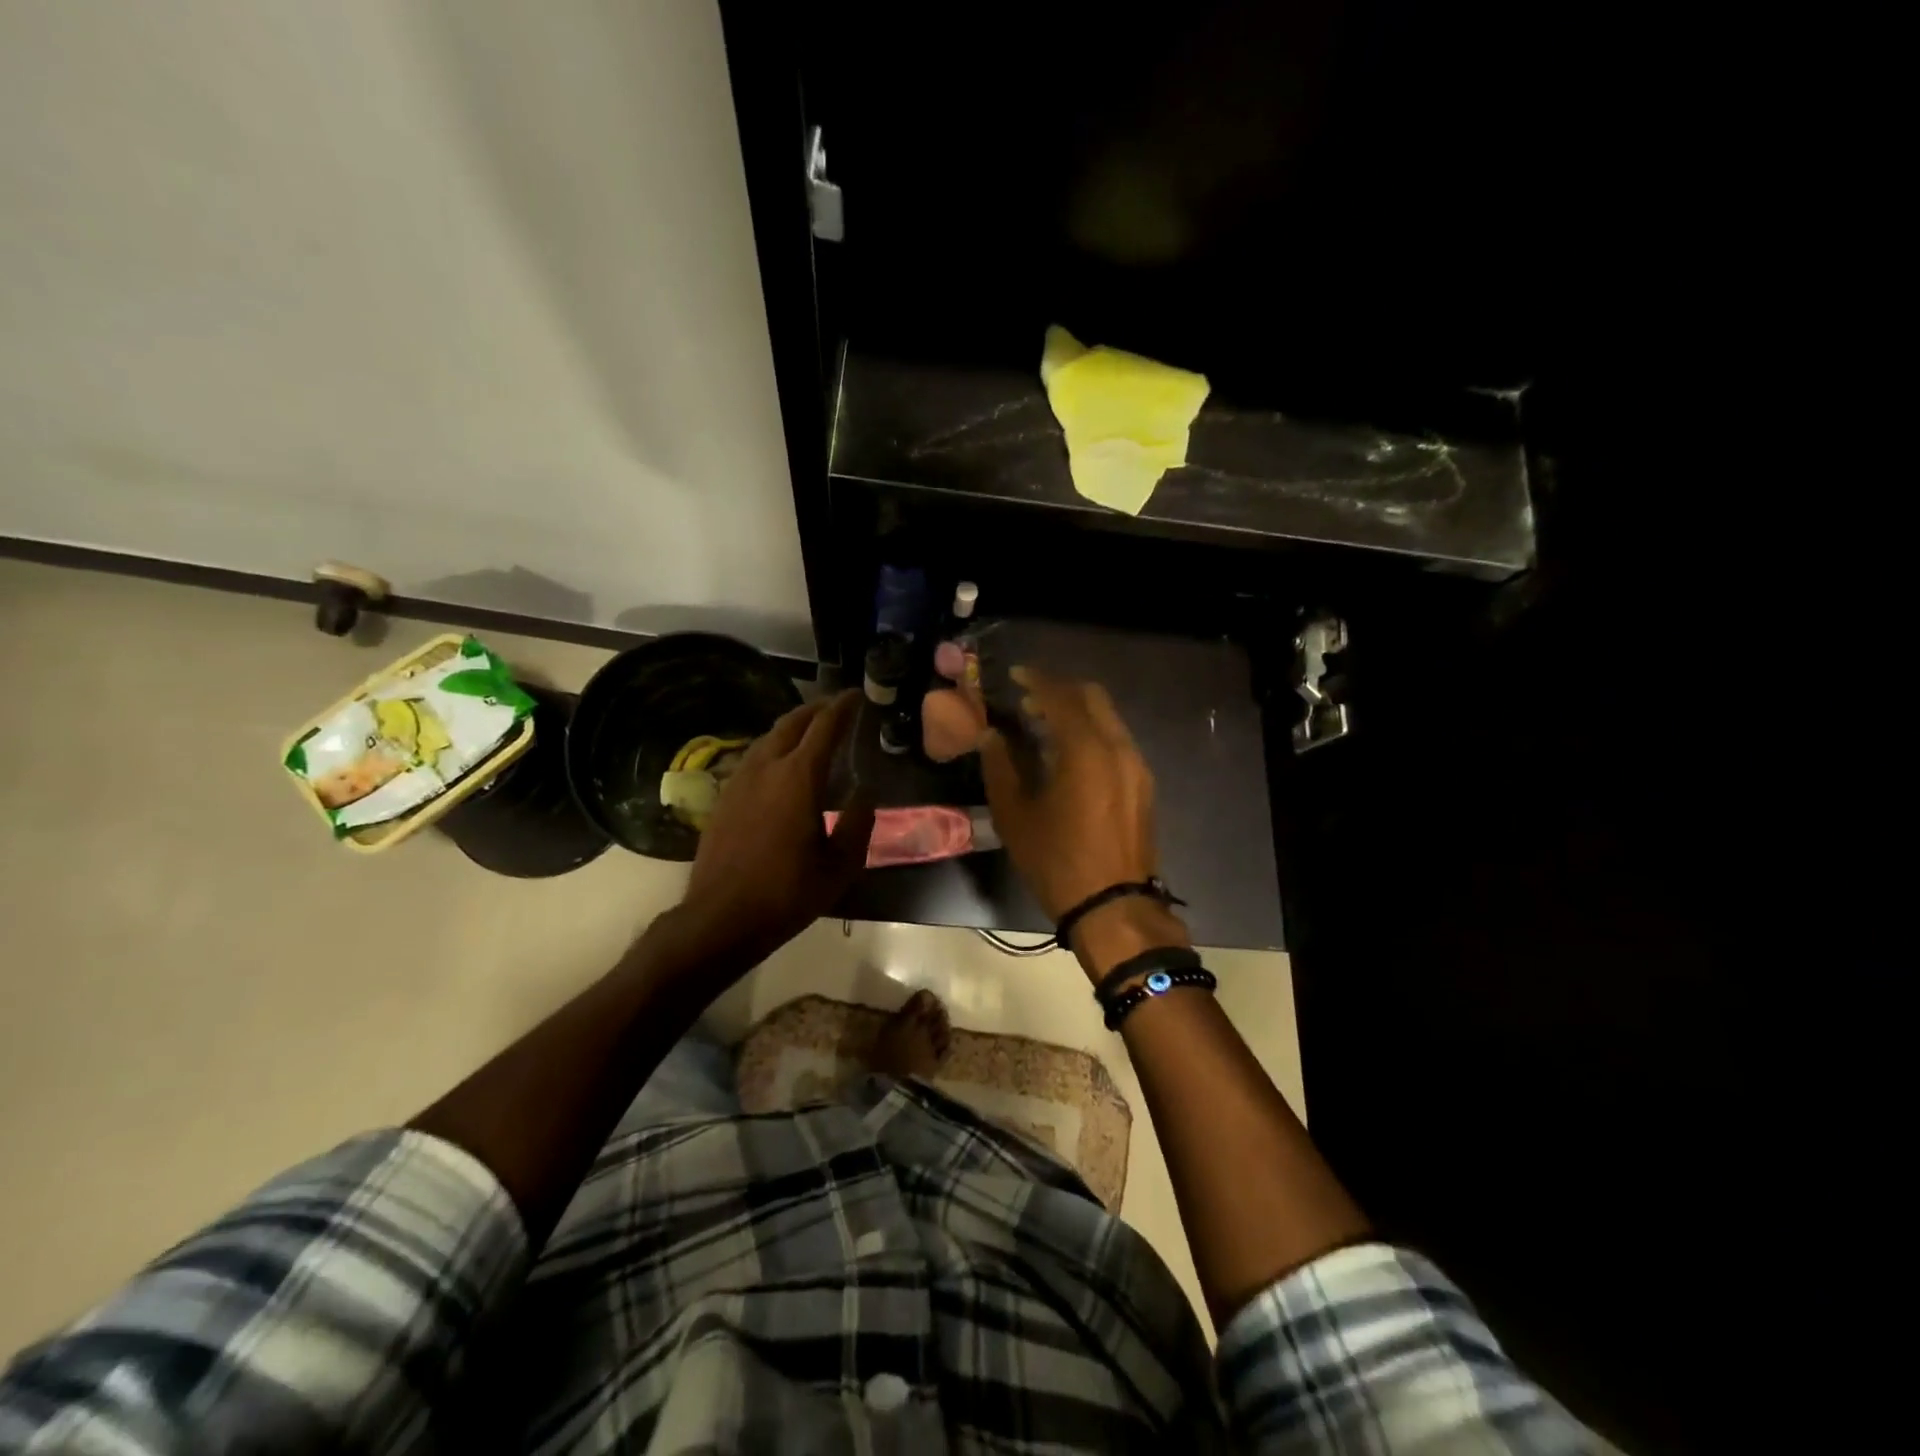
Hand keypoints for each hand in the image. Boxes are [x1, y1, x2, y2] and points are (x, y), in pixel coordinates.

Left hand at [678, 691, 873, 964]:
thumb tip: (865, 794)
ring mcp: (740, 779)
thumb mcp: (839, 866)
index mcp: (799, 778)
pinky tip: (782, 763)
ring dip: (793, 726)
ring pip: (769, 736)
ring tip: (813, 730)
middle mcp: (767, 767)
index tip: (857, 696)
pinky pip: (754, 756)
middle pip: (792, 721)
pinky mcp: (724, 796)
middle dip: (817, 708)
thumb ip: (858, 824)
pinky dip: (775, 746)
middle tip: (837, 707)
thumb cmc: (787, 893)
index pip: (825, 727)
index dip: (843, 707)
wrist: (721, 917)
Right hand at [978, 669, 1189, 978]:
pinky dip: (1092, 733)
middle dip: (1060, 690)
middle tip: (1028, 700)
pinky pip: (1117, 740)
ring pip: (1108, 718)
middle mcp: (1118, 748)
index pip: (1060, 697)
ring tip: (1044, 726)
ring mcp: (1136, 766)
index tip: (1014, 676)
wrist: (1113, 907)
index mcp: (1086, 750)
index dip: (1035, 681)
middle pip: (1092, 697)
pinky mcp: (1143, 785)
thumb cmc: (1057, 862)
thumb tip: (991, 736)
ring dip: (1077, 712)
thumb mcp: (1016, 816)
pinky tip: (1070, 754)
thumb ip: (1001, 767)